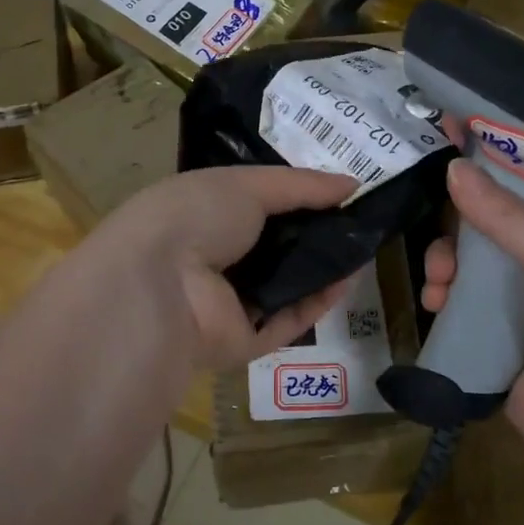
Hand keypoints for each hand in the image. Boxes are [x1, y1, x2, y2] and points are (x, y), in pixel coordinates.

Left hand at [81, 166, 358, 377]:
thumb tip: (352, 183)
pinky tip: (349, 277)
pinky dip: (318, 301)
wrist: (159, 285)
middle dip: (314, 232)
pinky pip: (288, 320)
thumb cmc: (194, 217)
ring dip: (322, 267)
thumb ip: (301, 185)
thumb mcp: (247, 184)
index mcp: (202, 214)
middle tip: (359, 219)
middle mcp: (213, 258)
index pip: (253, 204)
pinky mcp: (244, 341)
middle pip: (273, 246)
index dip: (295, 196)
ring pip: (285, 285)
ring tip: (364, 244)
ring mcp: (227, 303)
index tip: (337, 189)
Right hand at [422, 159, 523, 475]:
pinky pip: (458, 305)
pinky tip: (435, 308)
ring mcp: (517, 302)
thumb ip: (505, 218)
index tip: (445, 137)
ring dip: (444, 267)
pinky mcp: (494, 338)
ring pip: (465, 265)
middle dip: (455, 230)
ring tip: (438, 287)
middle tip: (441, 247)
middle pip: (484, 225)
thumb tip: (453, 167)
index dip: (488, 161)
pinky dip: (442, 300)